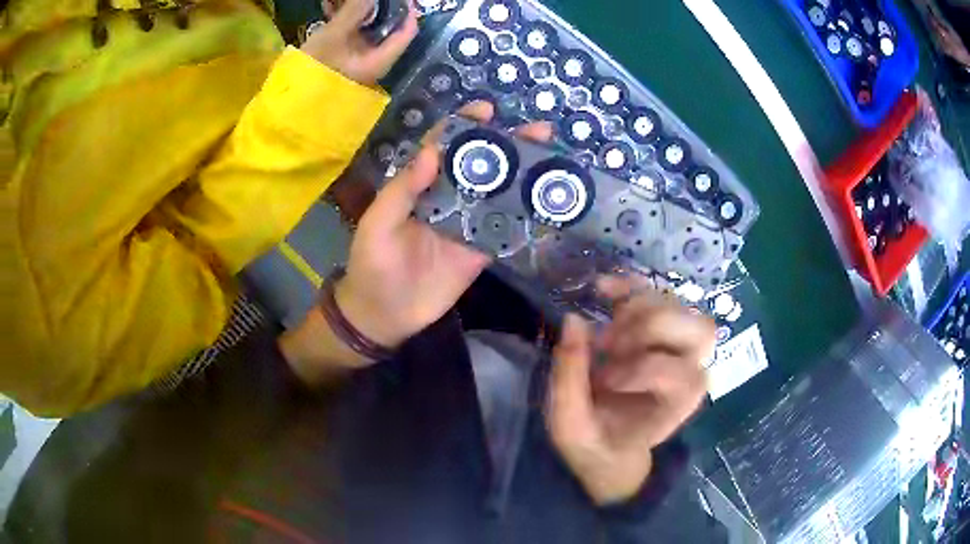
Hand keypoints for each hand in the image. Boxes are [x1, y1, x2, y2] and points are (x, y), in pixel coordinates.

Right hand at [301, 0, 418, 84]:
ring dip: (359, 12)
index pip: (407, 32)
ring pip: (366, 32)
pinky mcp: (341, 63)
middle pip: (387, 30)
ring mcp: (357, 63)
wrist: (287, 106)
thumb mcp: (334, 36)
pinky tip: (331, 8)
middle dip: (378, 8)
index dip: (406, 10)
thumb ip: (355, 10)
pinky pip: (349, 38)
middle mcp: (374, 63)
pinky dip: (345, 22)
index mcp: (380, 61)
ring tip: (344, 0)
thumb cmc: (314, 70)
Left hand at [336, 102, 553, 350]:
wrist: (384, 315)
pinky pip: (506, 229)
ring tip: (554, 160)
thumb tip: (432, 151)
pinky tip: (550, 201)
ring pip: (499, 193)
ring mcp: (468, 224)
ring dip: (524, 176)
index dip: (463, 125)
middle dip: (508, 145)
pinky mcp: (481, 250)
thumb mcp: (378, 224)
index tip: (486, 110)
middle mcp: (448, 198)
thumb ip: (402, 190)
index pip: (443, 146)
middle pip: (480, 165)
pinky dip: (527, 216)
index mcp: (420, 186)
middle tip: (539, 131)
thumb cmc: (372, 265)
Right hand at [546, 276, 714, 505]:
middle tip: (608, 347)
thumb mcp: (570, 426)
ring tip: (606, 332)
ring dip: (637, 309)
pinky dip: (629, 287)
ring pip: (679, 306)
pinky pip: (655, 294)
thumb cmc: (596, 443)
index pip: (679, 371)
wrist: (612, 447)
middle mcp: (691, 370)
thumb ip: (569, 380)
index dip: (640, 369)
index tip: (603, 381)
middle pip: (698, 330)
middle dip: (647, 330)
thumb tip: (573, 320)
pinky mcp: (659, 329)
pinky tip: (602, 288)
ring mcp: (679, 345)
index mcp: (679, 403)